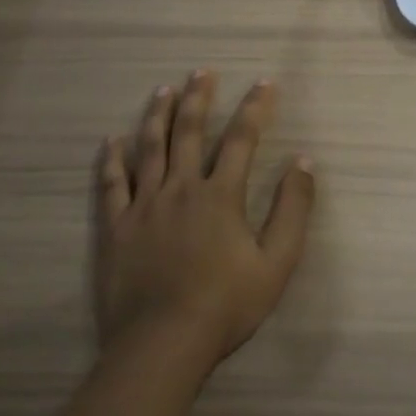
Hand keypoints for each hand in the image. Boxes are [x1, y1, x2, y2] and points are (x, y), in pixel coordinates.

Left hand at [96, 71, 314, 365]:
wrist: (163, 344)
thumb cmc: (226, 304)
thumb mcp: (277, 261)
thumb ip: (293, 209)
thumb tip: (303, 162)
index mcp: (221, 195)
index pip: (242, 138)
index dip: (255, 107)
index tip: (264, 82)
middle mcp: (181, 188)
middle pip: (190, 132)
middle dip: (198, 98)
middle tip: (201, 71)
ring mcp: (144, 206)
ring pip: (150, 148)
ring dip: (158, 115)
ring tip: (163, 90)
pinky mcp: (116, 228)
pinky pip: (112, 184)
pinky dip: (112, 160)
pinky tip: (112, 140)